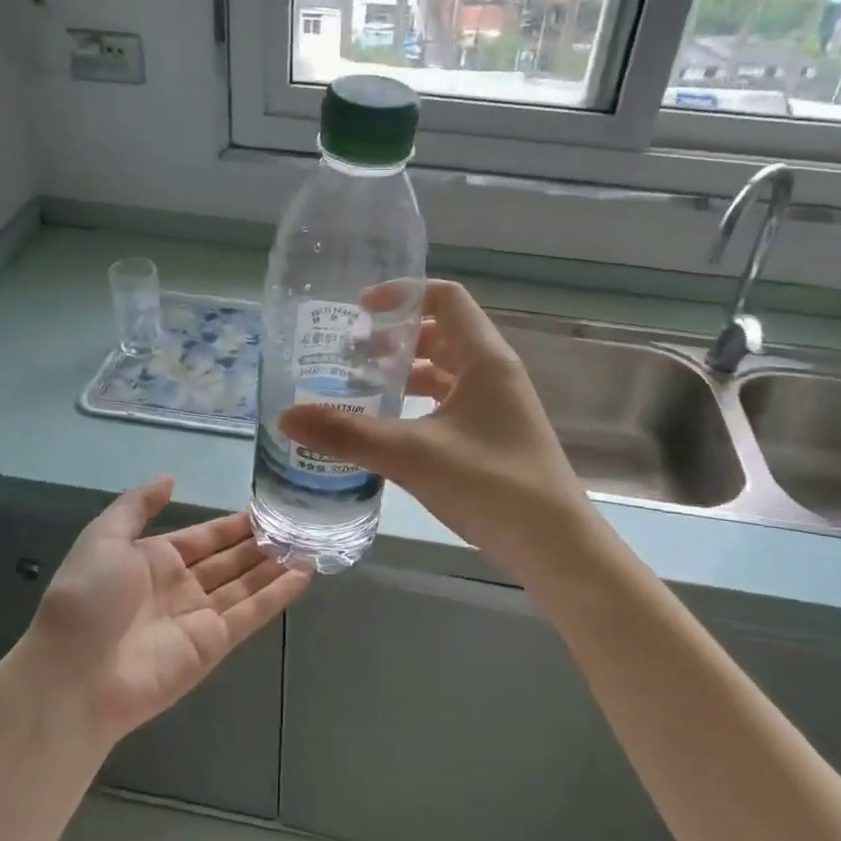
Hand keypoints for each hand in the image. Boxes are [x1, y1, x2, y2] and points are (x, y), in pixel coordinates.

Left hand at [18, 478, 310, 744]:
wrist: (74, 675)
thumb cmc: (87, 599)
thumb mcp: (103, 538)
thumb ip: (137, 506)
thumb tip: (169, 478)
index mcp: (153, 559)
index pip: (205, 537)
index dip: (234, 524)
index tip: (267, 509)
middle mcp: (180, 586)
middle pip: (230, 560)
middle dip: (261, 543)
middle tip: (298, 524)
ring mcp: (198, 617)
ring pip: (246, 585)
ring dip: (275, 565)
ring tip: (309, 543)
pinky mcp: (214, 645)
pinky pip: (251, 614)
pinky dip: (277, 595)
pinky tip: (303, 574)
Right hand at [279, 280, 592, 574]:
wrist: (554, 545)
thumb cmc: (491, 485)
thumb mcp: (413, 455)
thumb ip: (349, 434)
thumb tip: (286, 417)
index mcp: (484, 359)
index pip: (446, 299)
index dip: (403, 295)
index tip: (361, 312)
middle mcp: (493, 374)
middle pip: (441, 334)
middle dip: (395, 339)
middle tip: (349, 356)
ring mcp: (495, 407)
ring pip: (444, 372)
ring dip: (404, 374)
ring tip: (359, 390)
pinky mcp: (491, 437)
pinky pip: (448, 404)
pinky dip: (417, 405)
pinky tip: (387, 430)